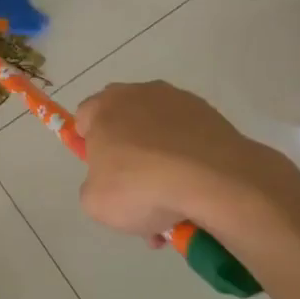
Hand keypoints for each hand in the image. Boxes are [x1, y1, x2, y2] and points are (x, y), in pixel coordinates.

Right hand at [76, 81, 299, 242]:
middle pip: (125, 124)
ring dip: (161, 163)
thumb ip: (93, 186)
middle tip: (137, 192)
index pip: (85, 119)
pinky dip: (189, 162)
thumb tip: (110, 183)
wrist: (214, 181)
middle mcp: (138, 94)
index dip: (91, 147)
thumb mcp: (95, 203)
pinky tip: (195, 193)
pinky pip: (189, 140)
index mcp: (103, 107)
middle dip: (128, 155)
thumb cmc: (141, 187)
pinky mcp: (210, 114)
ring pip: (159, 135)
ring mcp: (178, 101)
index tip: (103, 173)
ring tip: (172, 204)